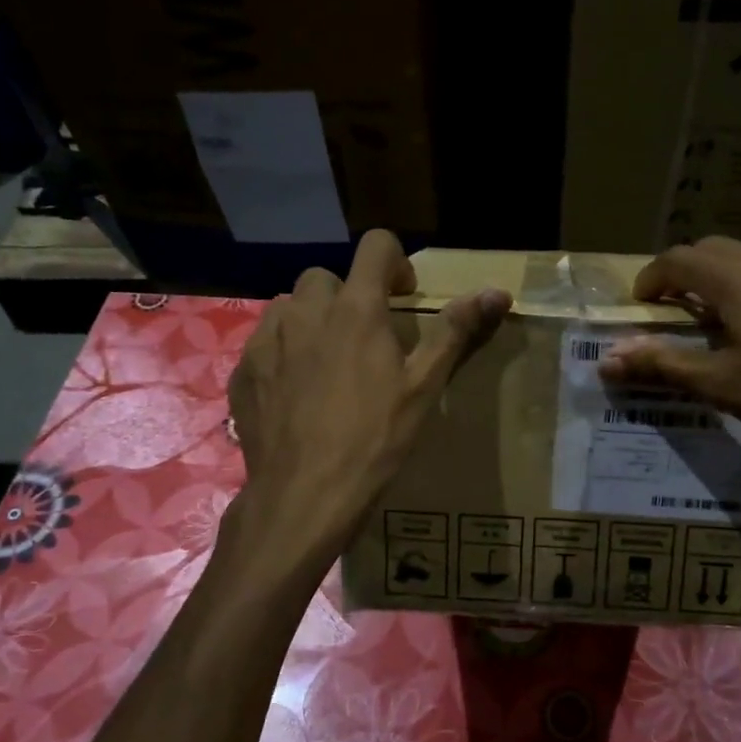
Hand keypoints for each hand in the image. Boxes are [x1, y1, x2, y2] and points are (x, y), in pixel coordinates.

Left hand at [227, 230, 509, 568]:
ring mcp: (267, 340)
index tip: (402, 296)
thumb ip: (455, 332)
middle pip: (325, 277)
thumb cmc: (375, 439)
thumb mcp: (424, 387)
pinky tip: (294, 392)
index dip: (394, 262)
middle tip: (363, 339)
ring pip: (289, 306)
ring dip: (310, 320)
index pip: (375, 246)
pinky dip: (282, 352)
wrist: (305, 495)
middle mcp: (306, 311)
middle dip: (347, 296)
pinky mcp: (243, 370)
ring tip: (326, 362)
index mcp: (356, 310)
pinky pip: (263, 342)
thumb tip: (497, 291)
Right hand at [599, 237, 740, 496]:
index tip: (641, 301)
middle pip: (720, 250)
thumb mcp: (721, 384)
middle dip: (691, 272)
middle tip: (680, 307)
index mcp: (738, 278)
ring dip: (737, 279)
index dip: (652, 276)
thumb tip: (608, 357)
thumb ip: (662, 364)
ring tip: (735, 316)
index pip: (679, 258)